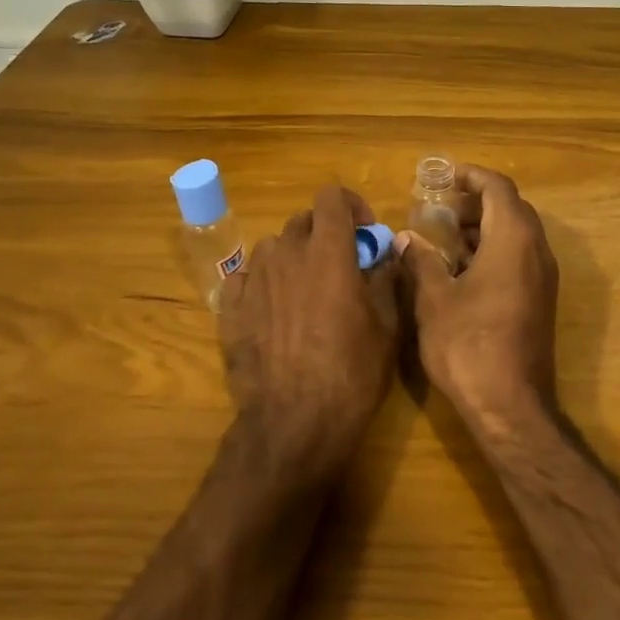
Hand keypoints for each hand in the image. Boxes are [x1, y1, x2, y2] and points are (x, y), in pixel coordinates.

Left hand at [220, 184, 400, 485]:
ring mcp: (254, 280)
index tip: (364, 234)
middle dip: (324, 234)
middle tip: (340, 266)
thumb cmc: (352, 373)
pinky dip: (263, 283)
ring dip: (293, 257)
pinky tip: (273, 310)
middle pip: (303, 220)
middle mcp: (286, 255)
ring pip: (272, 247)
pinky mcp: (230, 309)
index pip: (331, 197)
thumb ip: (387, 280)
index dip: (351, 206)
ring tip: (305, 290)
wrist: (293, 423)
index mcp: (328, 252)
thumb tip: (389, 254)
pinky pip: (245, 278)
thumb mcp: (387, 327)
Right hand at [400, 165, 558, 425]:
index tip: (444, 177)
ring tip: (445, 237)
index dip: (472, 176)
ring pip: (517, 235)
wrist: (510, 405)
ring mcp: (543, 278)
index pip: (498, 188)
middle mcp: (536, 251)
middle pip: (511, 208)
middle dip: (476, 203)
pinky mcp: (540, 300)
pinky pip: (520, 258)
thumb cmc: (468, 345)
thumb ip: (421, 261)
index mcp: (513, 240)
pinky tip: (461, 270)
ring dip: (484, 228)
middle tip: (440, 209)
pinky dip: (494, 250)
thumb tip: (406, 237)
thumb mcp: (434, 299)